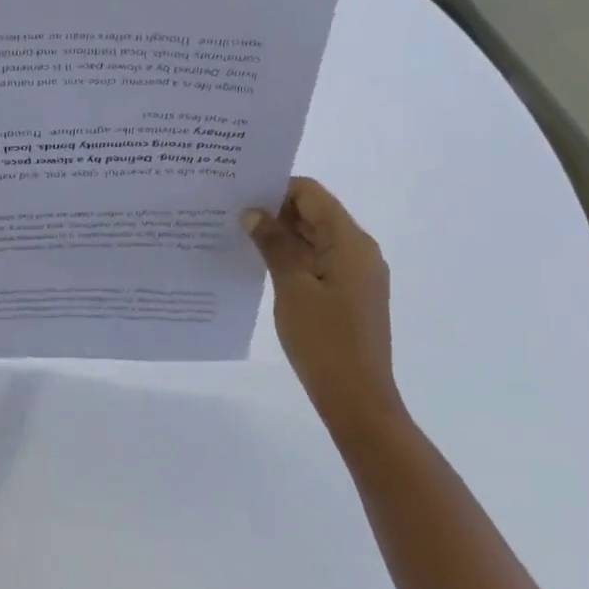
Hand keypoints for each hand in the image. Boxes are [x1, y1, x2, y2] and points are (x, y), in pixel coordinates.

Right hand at [242, 179, 404, 437]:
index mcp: (350, 242)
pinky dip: (291, 257)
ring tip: (238, 236)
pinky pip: (317, 261)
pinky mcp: (348, 295)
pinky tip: (260, 264)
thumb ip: (273, 244)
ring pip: (314, 238)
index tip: (239, 194)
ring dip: (281, 235)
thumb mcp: (292, 287)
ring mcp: (355, 274)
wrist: (357, 399)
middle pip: (314, 214)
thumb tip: (253, 212)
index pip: (312, 194)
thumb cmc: (324, 340)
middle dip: (275, 210)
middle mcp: (359, 251)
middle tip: (230, 213)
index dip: (276, 189)